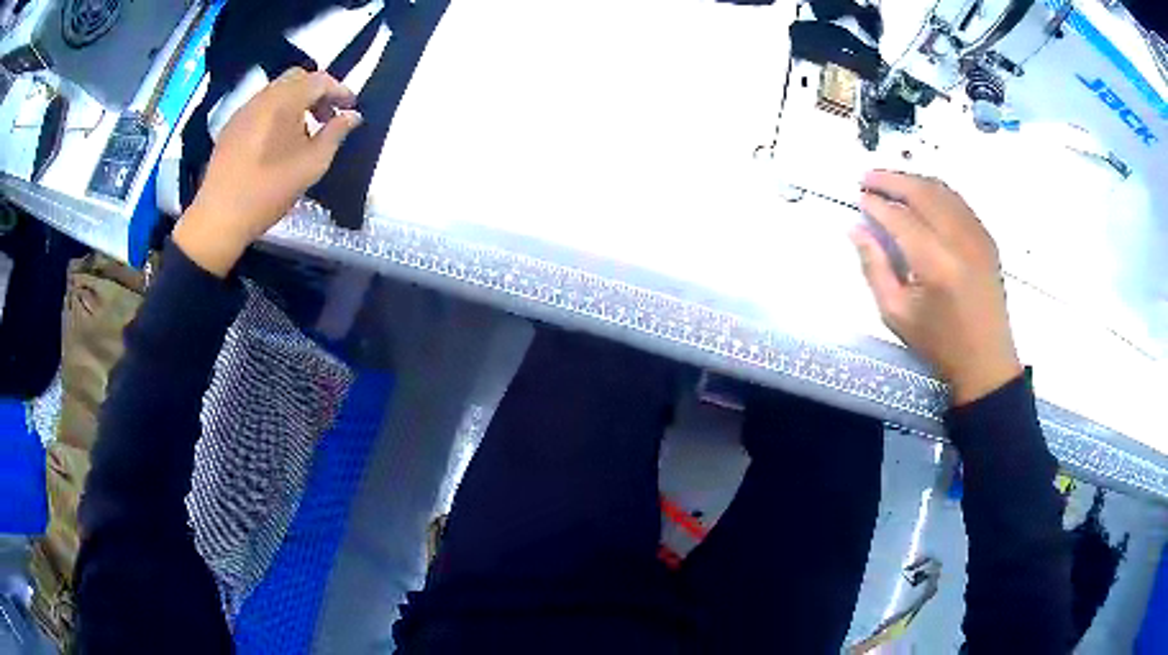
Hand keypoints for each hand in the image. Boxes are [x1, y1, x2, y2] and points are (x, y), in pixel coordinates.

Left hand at [173, 68, 361, 276]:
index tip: (350, 109)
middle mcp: (263, 97)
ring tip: (303, 132)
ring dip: (296, 102)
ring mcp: (243, 110)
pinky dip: (276, 113)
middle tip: (327, 117)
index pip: (319, 80)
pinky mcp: (231, 127)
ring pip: (277, 91)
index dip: (339, 90)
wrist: (220, 217)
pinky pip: (260, 107)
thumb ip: (335, 134)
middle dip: (317, 92)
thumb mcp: (312, 165)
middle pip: (297, 79)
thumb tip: (352, 116)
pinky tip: (277, 142)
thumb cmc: (269, 191)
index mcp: (285, 102)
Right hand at [850, 171, 1021, 405]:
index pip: (899, 217)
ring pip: (942, 190)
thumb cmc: (939, 344)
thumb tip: (856, 228)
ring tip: (891, 182)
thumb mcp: (896, 314)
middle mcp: (959, 240)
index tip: (858, 197)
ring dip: (913, 180)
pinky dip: (935, 191)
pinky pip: (958, 201)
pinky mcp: (987, 237)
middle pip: (922, 191)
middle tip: (867, 177)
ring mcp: (977, 235)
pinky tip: (921, 197)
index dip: (876, 204)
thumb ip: (874, 267)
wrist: (986, 361)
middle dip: (891, 179)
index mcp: (935, 263)